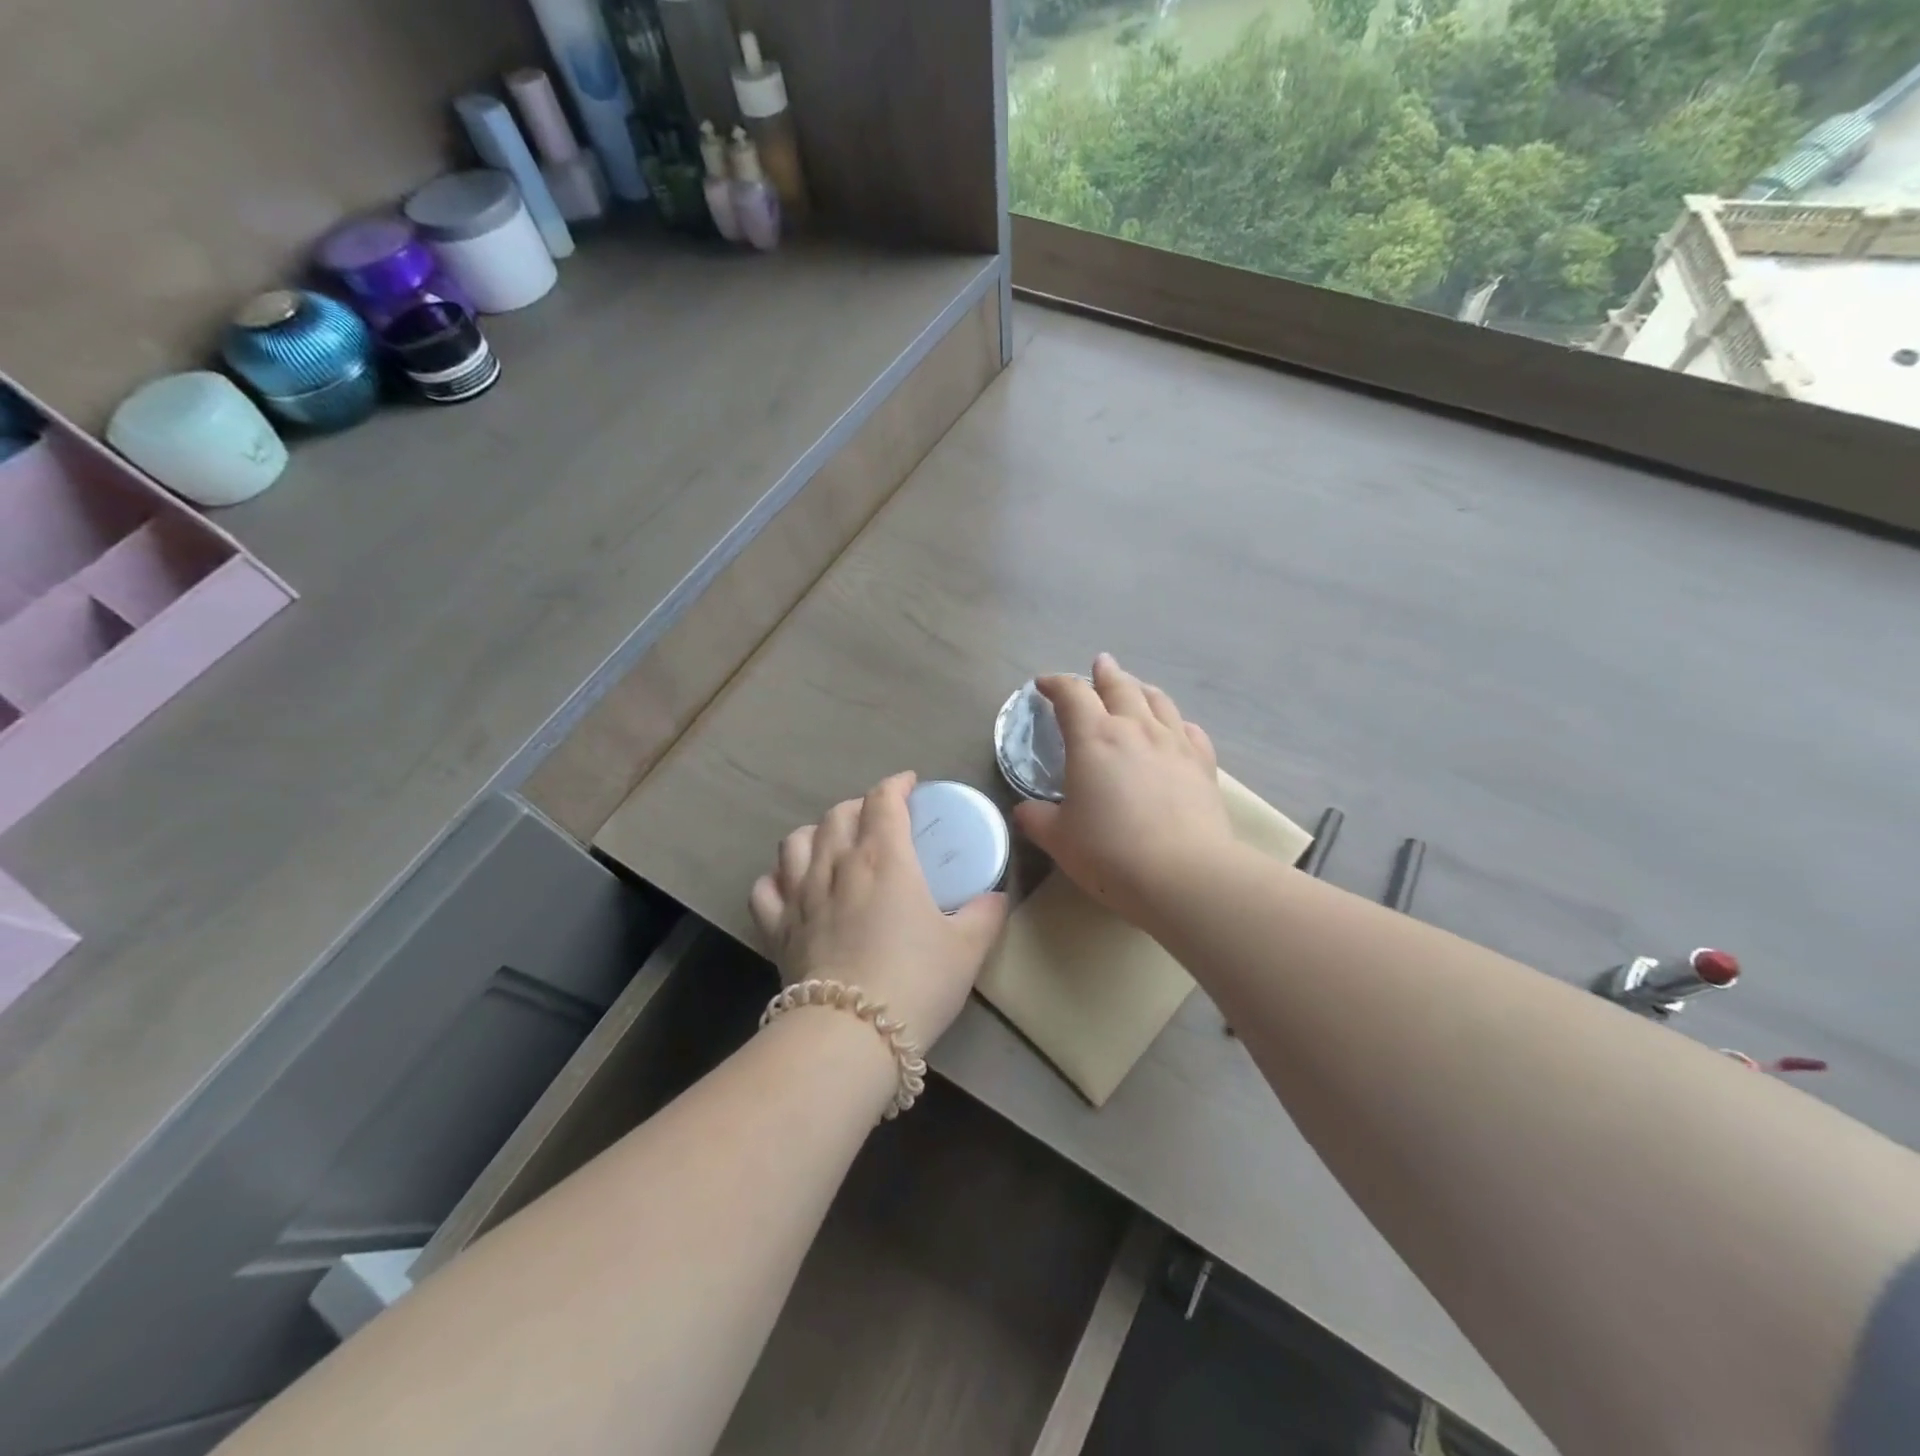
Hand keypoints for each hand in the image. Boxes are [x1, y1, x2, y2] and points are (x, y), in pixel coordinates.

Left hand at [749, 771, 1007, 1049]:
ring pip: (796, 841)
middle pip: (839, 814)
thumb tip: (995, 897)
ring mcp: (800, 895)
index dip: (897, 785)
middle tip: (879, 820)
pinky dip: (777, 879)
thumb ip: (985, 914)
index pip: (884, 800)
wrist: (851, 1034)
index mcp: (884, 858)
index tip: (909, 785)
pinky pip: (765, 888)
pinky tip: (791, 887)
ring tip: (832, 845)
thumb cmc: (916, 982)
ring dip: (816, 833)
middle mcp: (837, 864)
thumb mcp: (967, 948)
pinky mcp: (777, 928)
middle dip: (860, 806)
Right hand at [1013, 654, 1234, 921]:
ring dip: (1142, 689)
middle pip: (1120, 686)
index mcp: (1094, 738)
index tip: (1044, 684)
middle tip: (1099, 665)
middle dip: (1104, 674)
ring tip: (1135, 688)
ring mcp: (1174, 743)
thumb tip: (1025, 811)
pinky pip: (1189, 730)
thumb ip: (1037, 819)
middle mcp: (1135, 729)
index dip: (1056, 684)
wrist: (1184, 874)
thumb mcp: (1059, 839)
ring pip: (1158, 701)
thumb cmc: (1110, 853)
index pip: (1071, 694)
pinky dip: (1176, 722)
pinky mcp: (1203, 765)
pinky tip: (1176, 729)